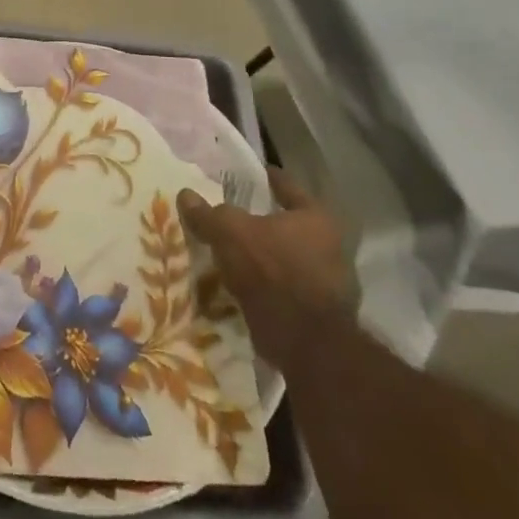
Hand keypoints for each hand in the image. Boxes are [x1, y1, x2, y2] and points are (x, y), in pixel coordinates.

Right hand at [177, 169, 352, 367]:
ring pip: (290, 259)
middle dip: (266, 223)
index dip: (267, 178)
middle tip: (237, 218)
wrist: (303, 343)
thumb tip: (186, 195)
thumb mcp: (230, 233)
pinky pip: (289, 289)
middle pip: (291, 225)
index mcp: (316, 218)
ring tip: (236, 255)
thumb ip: (208, 213)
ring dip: (267, 258)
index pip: (288, 186)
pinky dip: (270, 286)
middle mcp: (332, 246)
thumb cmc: (271, 271)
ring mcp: (331, 284)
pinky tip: (246, 287)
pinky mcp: (322, 315)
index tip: (252, 175)